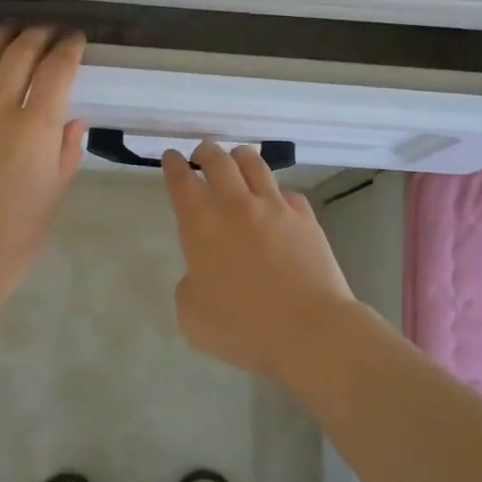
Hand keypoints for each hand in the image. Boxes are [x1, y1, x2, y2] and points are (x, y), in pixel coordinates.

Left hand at [0, 25, 85, 306]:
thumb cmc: (14, 240)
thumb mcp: (53, 197)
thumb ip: (65, 152)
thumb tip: (72, 119)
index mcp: (36, 131)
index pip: (58, 72)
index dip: (69, 48)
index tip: (75, 39)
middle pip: (21, 56)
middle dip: (38, 35)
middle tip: (47, 30)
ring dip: (0, 37)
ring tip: (11, 28)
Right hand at [161, 141, 355, 378]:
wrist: (310, 329)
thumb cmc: (244, 328)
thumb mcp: (193, 317)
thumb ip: (189, 287)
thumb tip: (202, 273)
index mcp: (202, 226)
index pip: (182, 181)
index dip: (173, 165)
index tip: (171, 157)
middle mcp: (236, 206)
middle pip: (217, 160)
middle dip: (205, 151)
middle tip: (201, 154)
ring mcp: (275, 207)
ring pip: (254, 164)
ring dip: (239, 157)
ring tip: (237, 160)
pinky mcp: (305, 216)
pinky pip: (287, 192)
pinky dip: (275, 192)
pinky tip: (276, 203)